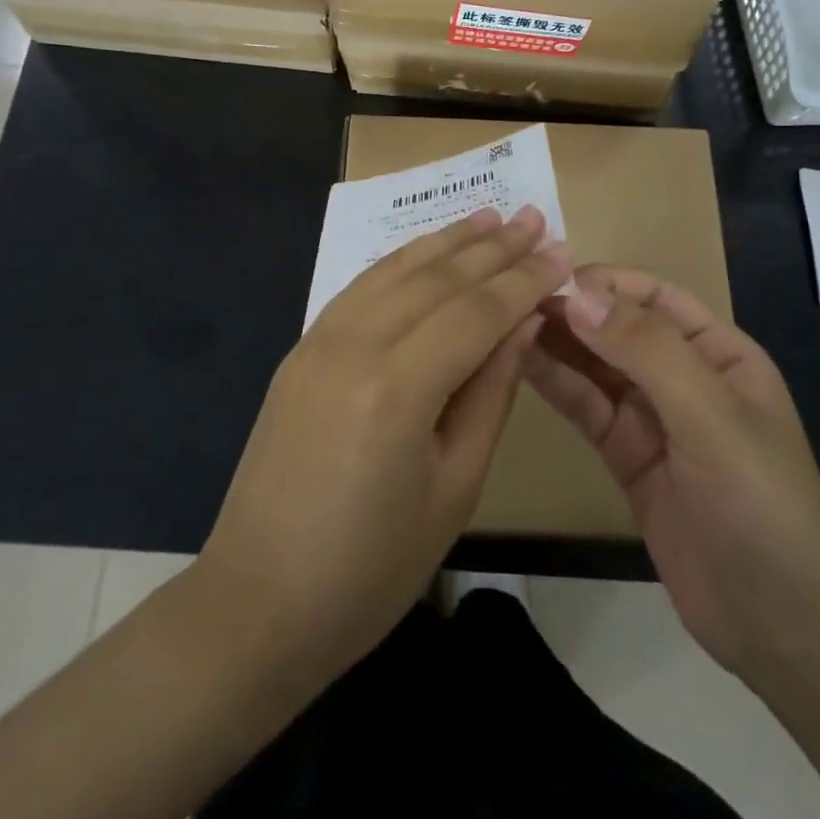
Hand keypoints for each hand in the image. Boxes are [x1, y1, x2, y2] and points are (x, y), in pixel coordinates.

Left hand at [199, 206, 570, 685]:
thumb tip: (523, 323)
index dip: (523, 281)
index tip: (561, 252)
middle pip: (436, 278)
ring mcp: (318, 341)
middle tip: (533, 216)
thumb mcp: (454, 488)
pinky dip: (400, 262)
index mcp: (397, 389)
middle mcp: (353, 346)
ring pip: (393, 270)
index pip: (475, 312)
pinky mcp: (300, 349)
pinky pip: (359, 288)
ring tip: (488, 217)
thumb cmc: (371, 568)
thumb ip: (490, 393)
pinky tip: (425, 251)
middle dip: (491, 247)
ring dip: (445, 240)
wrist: (258, 601)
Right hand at [525, 266, 819, 689]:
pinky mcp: (625, 456)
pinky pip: (586, 407)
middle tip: (513, 301)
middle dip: (573, 311)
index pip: (655, 297)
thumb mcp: (710, 415)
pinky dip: (556, 384)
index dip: (606, 282)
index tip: (550, 277)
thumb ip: (645, 350)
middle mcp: (683, 375)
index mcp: (718, 352)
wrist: (780, 625)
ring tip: (506, 325)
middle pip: (619, 327)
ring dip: (557, 343)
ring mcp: (652, 418)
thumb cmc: (760, 502)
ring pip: (596, 366)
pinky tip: (519, 364)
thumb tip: (576, 295)